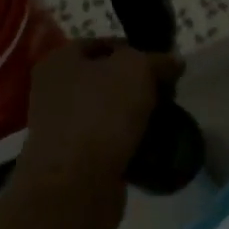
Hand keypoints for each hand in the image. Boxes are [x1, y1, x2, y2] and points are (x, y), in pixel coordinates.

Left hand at [16, 41, 180, 228]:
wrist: (74, 185)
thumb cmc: (100, 114)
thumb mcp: (137, 70)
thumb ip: (157, 60)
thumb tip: (173, 61)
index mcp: (60, 60)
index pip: (103, 44)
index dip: (135, 49)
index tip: (162, 65)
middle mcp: (54, 90)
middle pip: (106, 79)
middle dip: (139, 86)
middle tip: (167, 94)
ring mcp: (62, 126)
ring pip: (109, 112)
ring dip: (135, 116)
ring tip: (164, 121)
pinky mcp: (73, 159)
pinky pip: (108, 142)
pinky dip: (128, 144)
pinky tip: (151, 147)